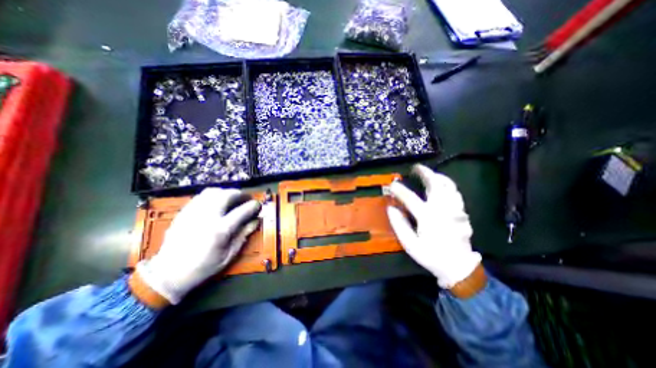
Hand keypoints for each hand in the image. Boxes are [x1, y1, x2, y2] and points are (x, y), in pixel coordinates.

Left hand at [135, 188, 261, 302]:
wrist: (168, 274)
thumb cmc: (203, 266)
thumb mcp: (229, 254)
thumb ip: (244, 234)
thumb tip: (256, 220)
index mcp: (220, 230)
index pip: (243, 210)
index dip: (254, 205)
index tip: (258, 205)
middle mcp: (207, 217)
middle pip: (227, 195)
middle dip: (241, 194)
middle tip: (246, 198)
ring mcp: (193, 212)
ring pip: (213, 192)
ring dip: (227, 192)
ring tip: (233, 198)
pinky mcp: (184, 212)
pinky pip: (201, 196)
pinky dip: (213, 195)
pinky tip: (217, 202)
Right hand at [385, 163, 479, 289]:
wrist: (458, 266)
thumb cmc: (431, 255)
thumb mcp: (410, 244)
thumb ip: (399, 225)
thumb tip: (391, 208)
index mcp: (428, 217)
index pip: (410, 198)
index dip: (399, 189)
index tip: (391, 184)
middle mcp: (442, 209)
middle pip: (435, 184)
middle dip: (425, 173)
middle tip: (416, 168)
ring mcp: (454, 209)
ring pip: (449, 186)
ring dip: (438, 176)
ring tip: (429, 173)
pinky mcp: (461, 212)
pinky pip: (455, 193)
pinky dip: (448, 185)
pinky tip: (442, 185)